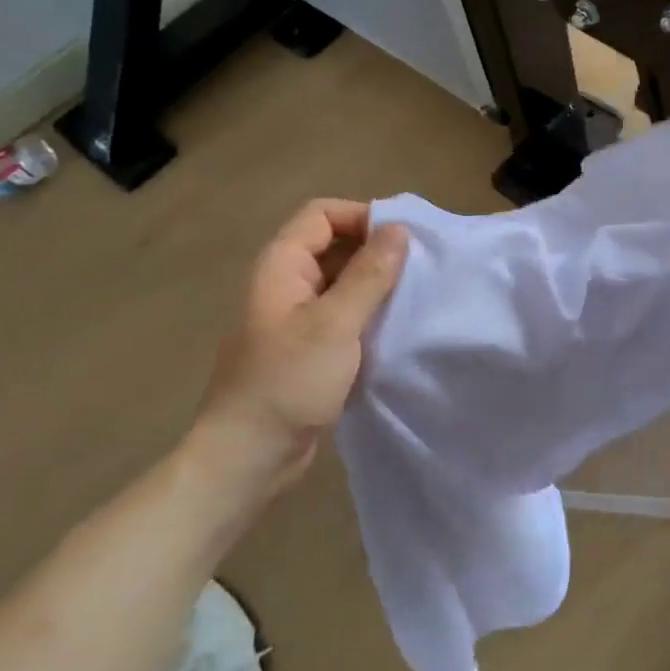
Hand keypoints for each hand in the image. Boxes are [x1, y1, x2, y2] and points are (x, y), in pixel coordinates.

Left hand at [180, 199, 407, 501]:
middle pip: (333, 245)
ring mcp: (296, 319)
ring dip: (376, 284)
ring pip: (341, 283)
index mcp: (281, 266)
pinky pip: (343, 316)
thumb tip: (399, 229)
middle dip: (375, 250)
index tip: (405, 239)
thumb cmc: (288, 382)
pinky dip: (369, 314)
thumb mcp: (335, 323)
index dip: (362, 216)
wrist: (249, 456)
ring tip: (416, 296)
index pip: (321, 214)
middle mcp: (286, 285)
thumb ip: (369, 274)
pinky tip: (397, 328)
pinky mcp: (309, 350)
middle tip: (420, 268)